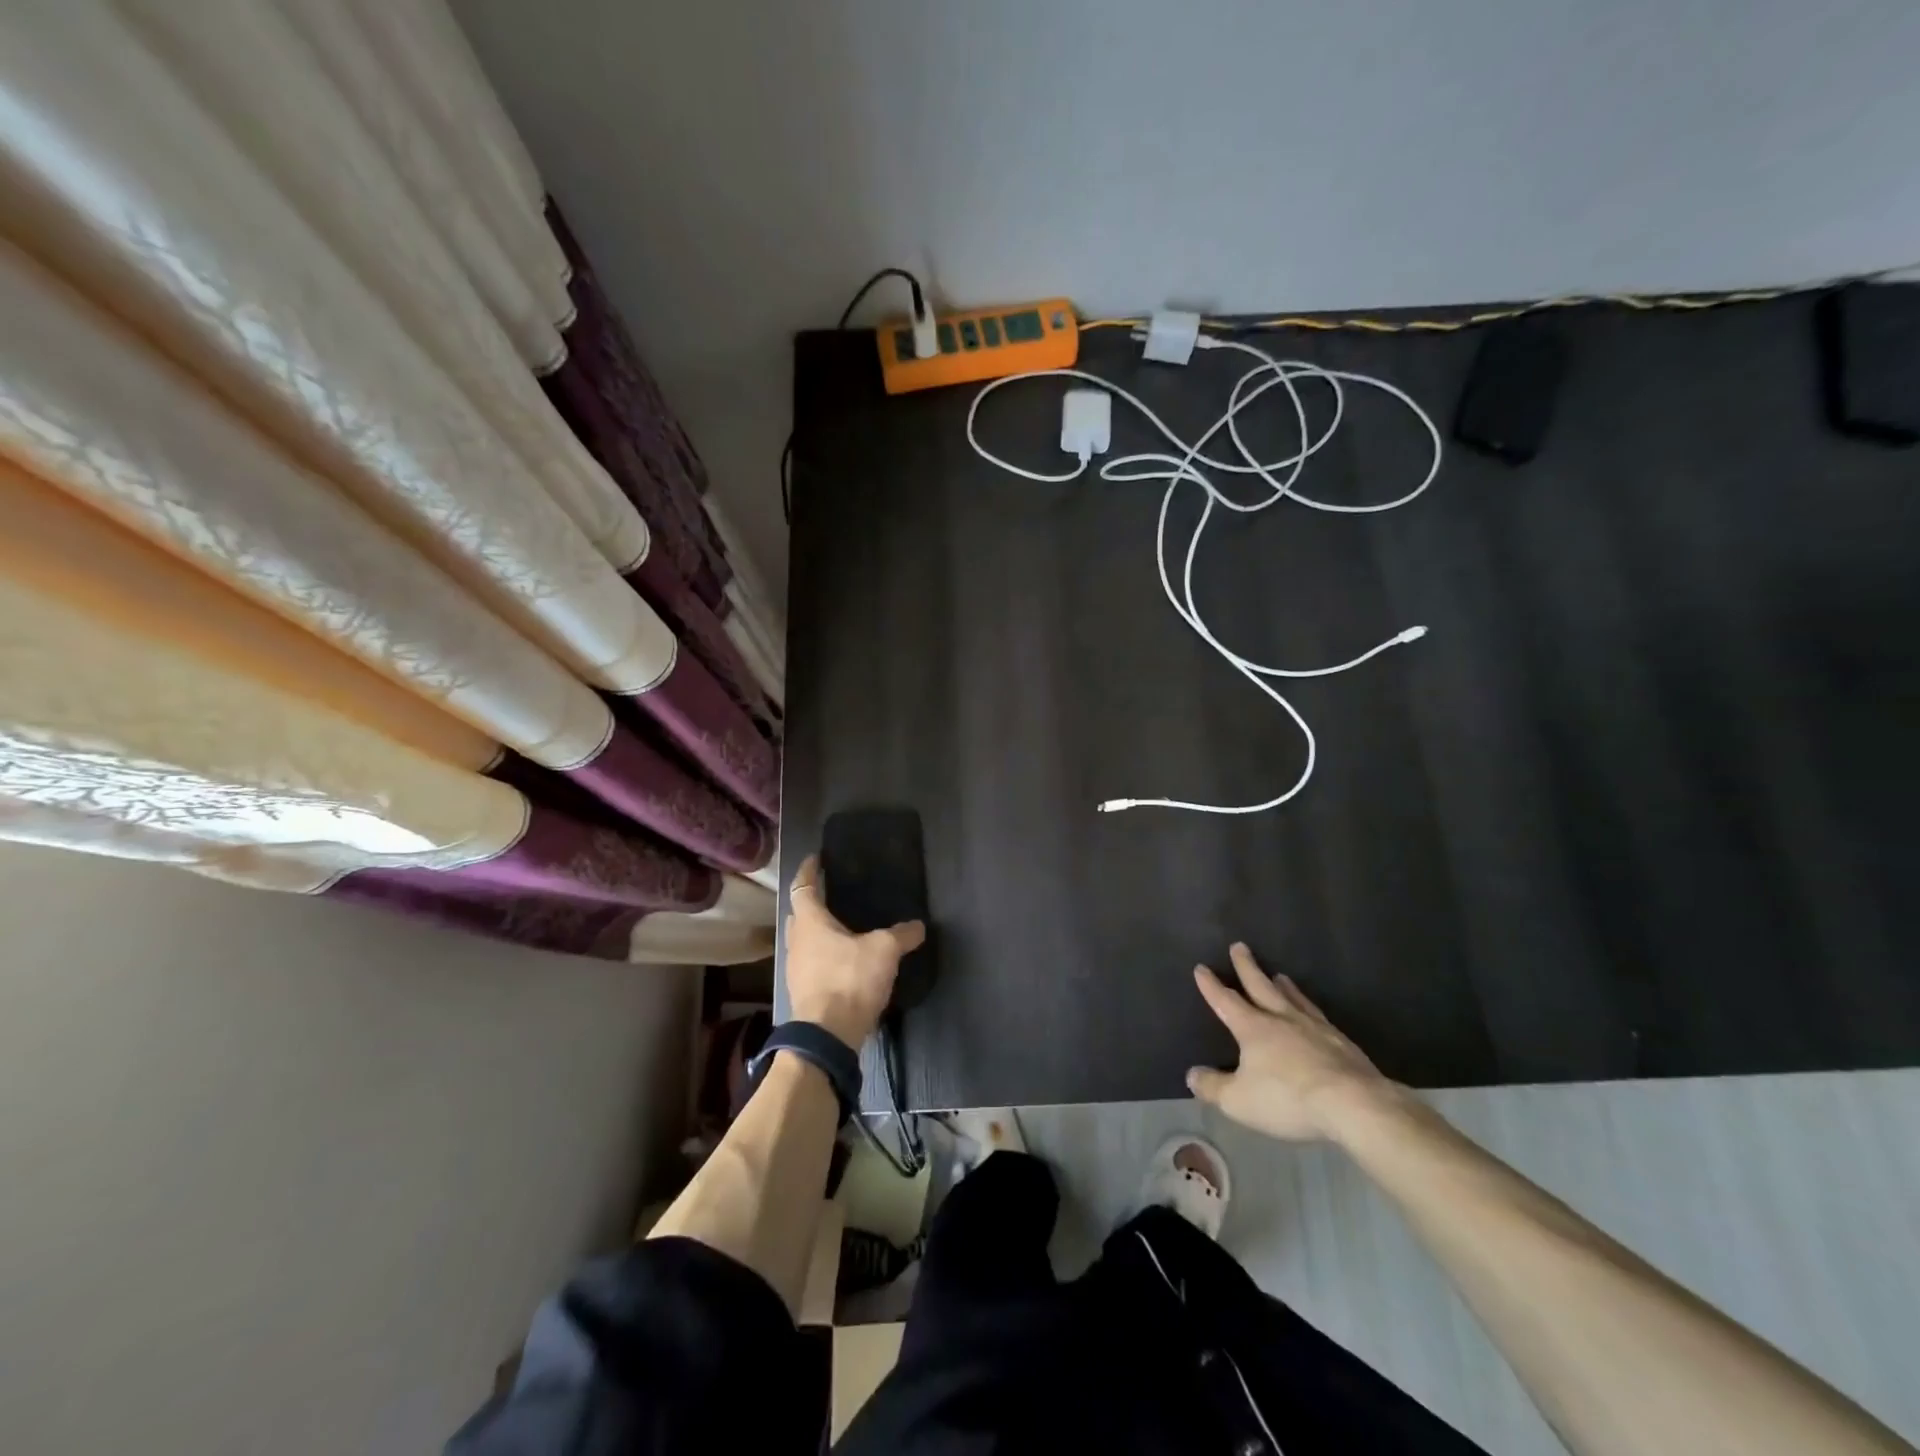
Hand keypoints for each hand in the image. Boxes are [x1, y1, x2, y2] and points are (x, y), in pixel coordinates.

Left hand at [783, 854, 925, 1047]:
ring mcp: (795, 968)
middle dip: (811, 902)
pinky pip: (809, 962)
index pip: (802, 886)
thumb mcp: (884, 951)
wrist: (827, 1036)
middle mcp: (796, 940)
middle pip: (798, 913)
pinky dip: (822, 955)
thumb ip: (902, 935)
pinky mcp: (802, 991)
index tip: (815, 858)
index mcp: (810, 922)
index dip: (808, 870)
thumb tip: (919, 925)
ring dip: (815, 931)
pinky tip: (841, 961)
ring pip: (802, 940)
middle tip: (830, 894)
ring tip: (839, 927)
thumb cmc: (849, 980)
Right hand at [1187, 942, 1403, 1142]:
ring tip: (1279, 975)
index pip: (1226, 1001)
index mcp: (1254, 1028)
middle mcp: (1282, 1019)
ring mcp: (1314, 1028)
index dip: (1211, 985)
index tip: (1201, 967)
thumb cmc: (1288, 1099)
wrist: (1353, 1104)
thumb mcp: (1239, 1101)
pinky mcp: (1341, 1042)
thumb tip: (1192, 1075)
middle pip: (1261, 986)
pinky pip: (1318, 1016)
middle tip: (1239, 946)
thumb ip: (1213, 1087)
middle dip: (1247, 967)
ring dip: (1283, 985)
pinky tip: (1313, 1013)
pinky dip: (1309, 1007)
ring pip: (1293, 998)